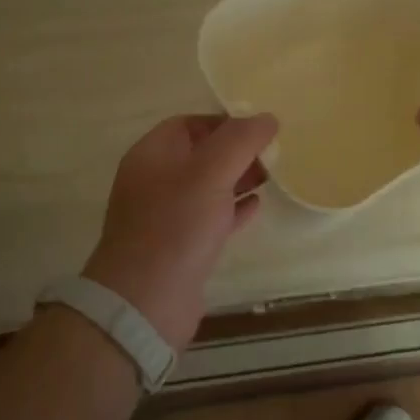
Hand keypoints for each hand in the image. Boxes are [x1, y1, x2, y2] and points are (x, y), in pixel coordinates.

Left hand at [81, 113, 278, 350]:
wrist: (146, 301)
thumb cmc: (176, 226)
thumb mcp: (210, 172)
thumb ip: (240, 140)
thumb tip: (266, 117)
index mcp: (152, 155)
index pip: (189, 124)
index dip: (224, 122)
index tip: (259, 129)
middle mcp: (154, 180)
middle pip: (200, 154)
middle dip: (236, 151)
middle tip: (272, 154)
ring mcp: (165, 215)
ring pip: (207, 186)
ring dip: (237, 179)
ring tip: (272, 176)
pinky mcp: (180, 246)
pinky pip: (210, 217)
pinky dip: (233, 209)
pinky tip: (257, 207)